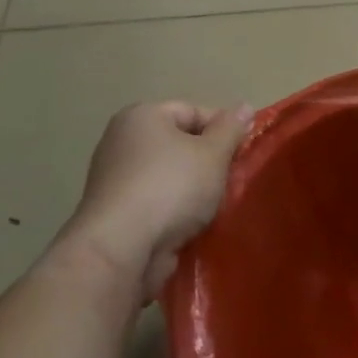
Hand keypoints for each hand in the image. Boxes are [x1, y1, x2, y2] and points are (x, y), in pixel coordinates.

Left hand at [61, 101, 252, 297]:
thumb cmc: (171, 188)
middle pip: (180, 144)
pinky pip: (154, 202)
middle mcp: (122, 140)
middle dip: (208, 163)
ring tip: (213, 208)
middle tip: (230, 181)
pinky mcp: (113, 213)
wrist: (120, 250)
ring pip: (169, 176)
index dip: (223, 130)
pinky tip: (191, 226)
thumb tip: (244, 106)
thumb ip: (231, 129)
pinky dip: (173, 211)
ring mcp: (113, 178)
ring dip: (193, 190)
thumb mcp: (213, 154)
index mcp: (142, 116)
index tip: (241, 153)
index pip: (193, 111)